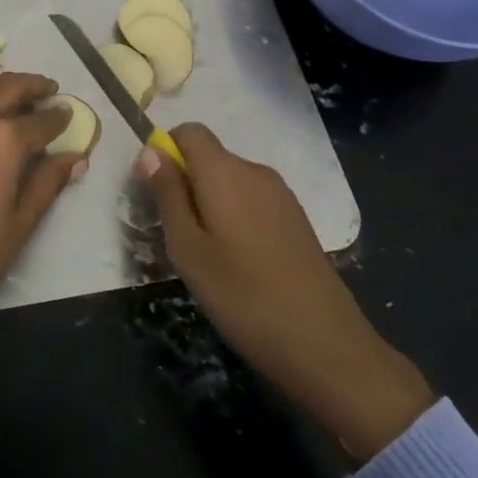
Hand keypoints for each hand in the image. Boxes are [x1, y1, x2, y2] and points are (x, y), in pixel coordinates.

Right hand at [137, 124, 434, 460]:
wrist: (326, 346)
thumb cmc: (242, 296)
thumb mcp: (187, 248)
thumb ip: (167, 194)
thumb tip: (151, 151)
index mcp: (224, 171)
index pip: (188, 131)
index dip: (166, 152)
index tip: (155, 192)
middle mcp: (255, 171)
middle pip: (209, 156)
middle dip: (186, 182)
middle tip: (176, 234)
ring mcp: (281, 195)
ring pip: (230, 181)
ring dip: (210, 202)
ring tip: (206, 254)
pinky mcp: (297, 219)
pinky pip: (253, 200)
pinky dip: (236, 216)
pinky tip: (239, 262)